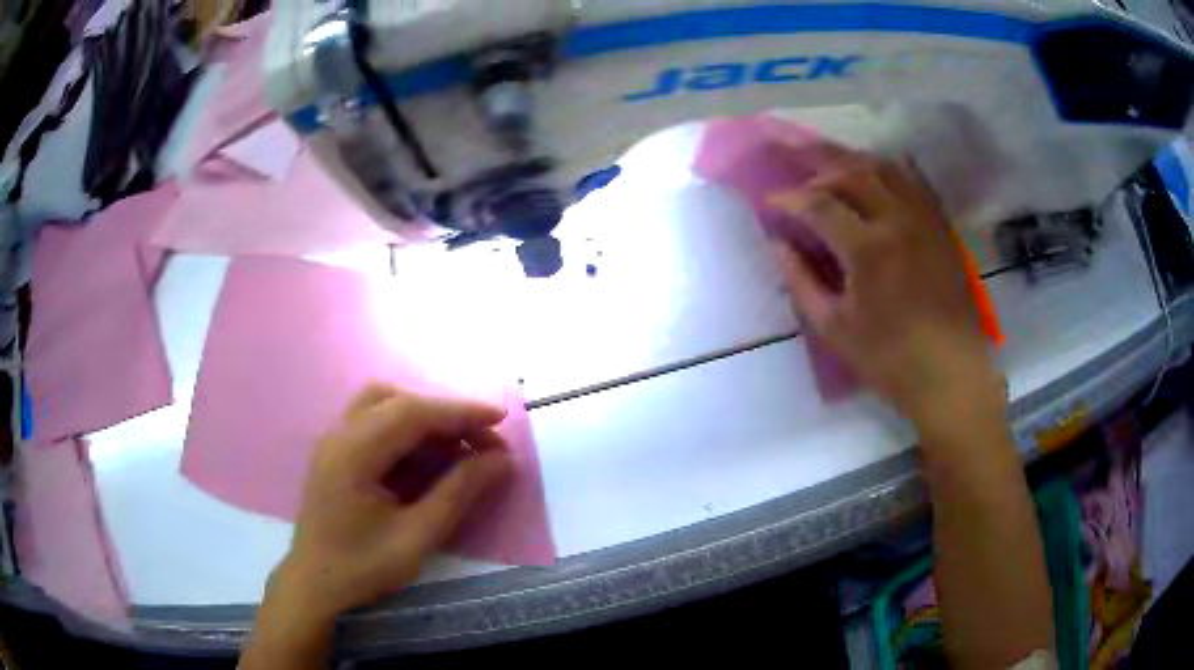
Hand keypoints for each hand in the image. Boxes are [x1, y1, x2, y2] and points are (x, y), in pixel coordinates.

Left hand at [272, 384, 511, 620]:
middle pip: (396, 400)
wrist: (314, 586)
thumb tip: (501, 460)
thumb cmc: (362, 568)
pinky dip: (406, 433)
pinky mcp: (336, 454)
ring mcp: (334, 442)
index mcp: (353, 453)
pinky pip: (374, 425)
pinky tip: (425, 461)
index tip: (501, 419)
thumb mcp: (416, 537)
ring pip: (382, 406)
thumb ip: (458, 494)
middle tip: (479, 441)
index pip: (412, 413)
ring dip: (423, 419)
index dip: (459, 412)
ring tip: (455, 449)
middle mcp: (339, 435)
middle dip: (442, 414)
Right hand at [769, 159, 1003, 432]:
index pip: (818, 205)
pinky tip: (876, 169)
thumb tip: (777, 245)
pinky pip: (914, 181)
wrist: (949, 373)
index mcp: (867, 249)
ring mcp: (923, 219)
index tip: (770, 202)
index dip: (789, 198)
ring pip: (883, 168)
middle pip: (850, 172)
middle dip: (815, 165)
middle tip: (793, 168)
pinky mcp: (939, 227)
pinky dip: (890, 168)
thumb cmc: (889, 359)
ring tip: (828, 163)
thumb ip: (801, 281)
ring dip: (850, 160)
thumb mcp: (834, 328)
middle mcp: (896, 221)